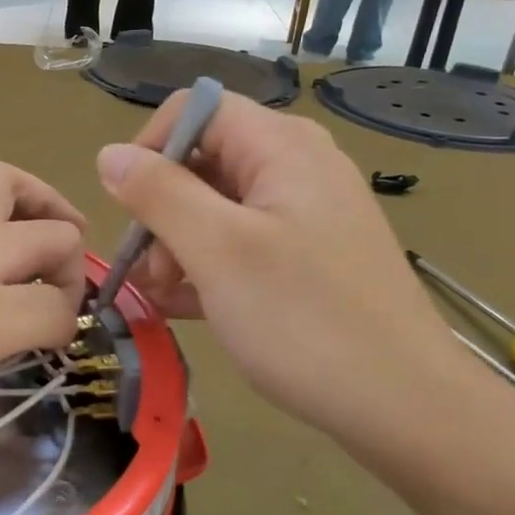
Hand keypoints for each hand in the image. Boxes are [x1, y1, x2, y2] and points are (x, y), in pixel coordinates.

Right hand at [95, 92, 462, 444]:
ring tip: (164, 295)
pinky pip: (241, 244)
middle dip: (162, 209)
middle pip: (204, 160)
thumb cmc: (303, 319)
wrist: (405, 406)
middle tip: (149, 268)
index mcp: (282, 147)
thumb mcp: (217, 250)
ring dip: (178, 244)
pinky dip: (207, 267)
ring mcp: (306, 216)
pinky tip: (186, 307)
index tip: (129, 206)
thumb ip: (159, 193)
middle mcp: (297, 168)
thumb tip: (109, 154)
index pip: (196, 109)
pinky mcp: (308, 258)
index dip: (151, 147)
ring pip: (217, 208)